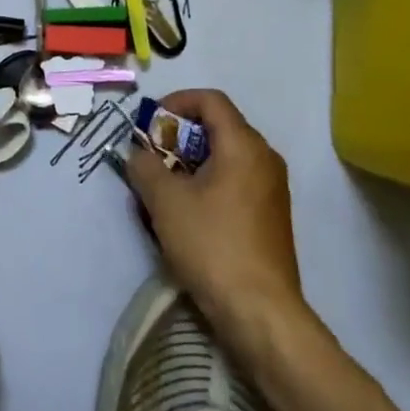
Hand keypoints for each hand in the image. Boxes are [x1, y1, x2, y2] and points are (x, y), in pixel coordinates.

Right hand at [124, 89, 307, 354]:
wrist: (260, 311)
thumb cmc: (212, 244)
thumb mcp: (165, 201)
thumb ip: (145, 166)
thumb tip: (139, 154)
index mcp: (243, 145)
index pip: (210, 100)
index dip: (175, 102)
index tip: (149, 125)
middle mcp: (264, 158)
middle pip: (217, 126)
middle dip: (178, 135)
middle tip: (150, 157)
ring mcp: (271, 188)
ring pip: (224, 155)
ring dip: (189, 161)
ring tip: (162, 187)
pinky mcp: (269, 215)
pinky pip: (234, 180)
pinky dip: (207, 182)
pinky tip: (185, 212)